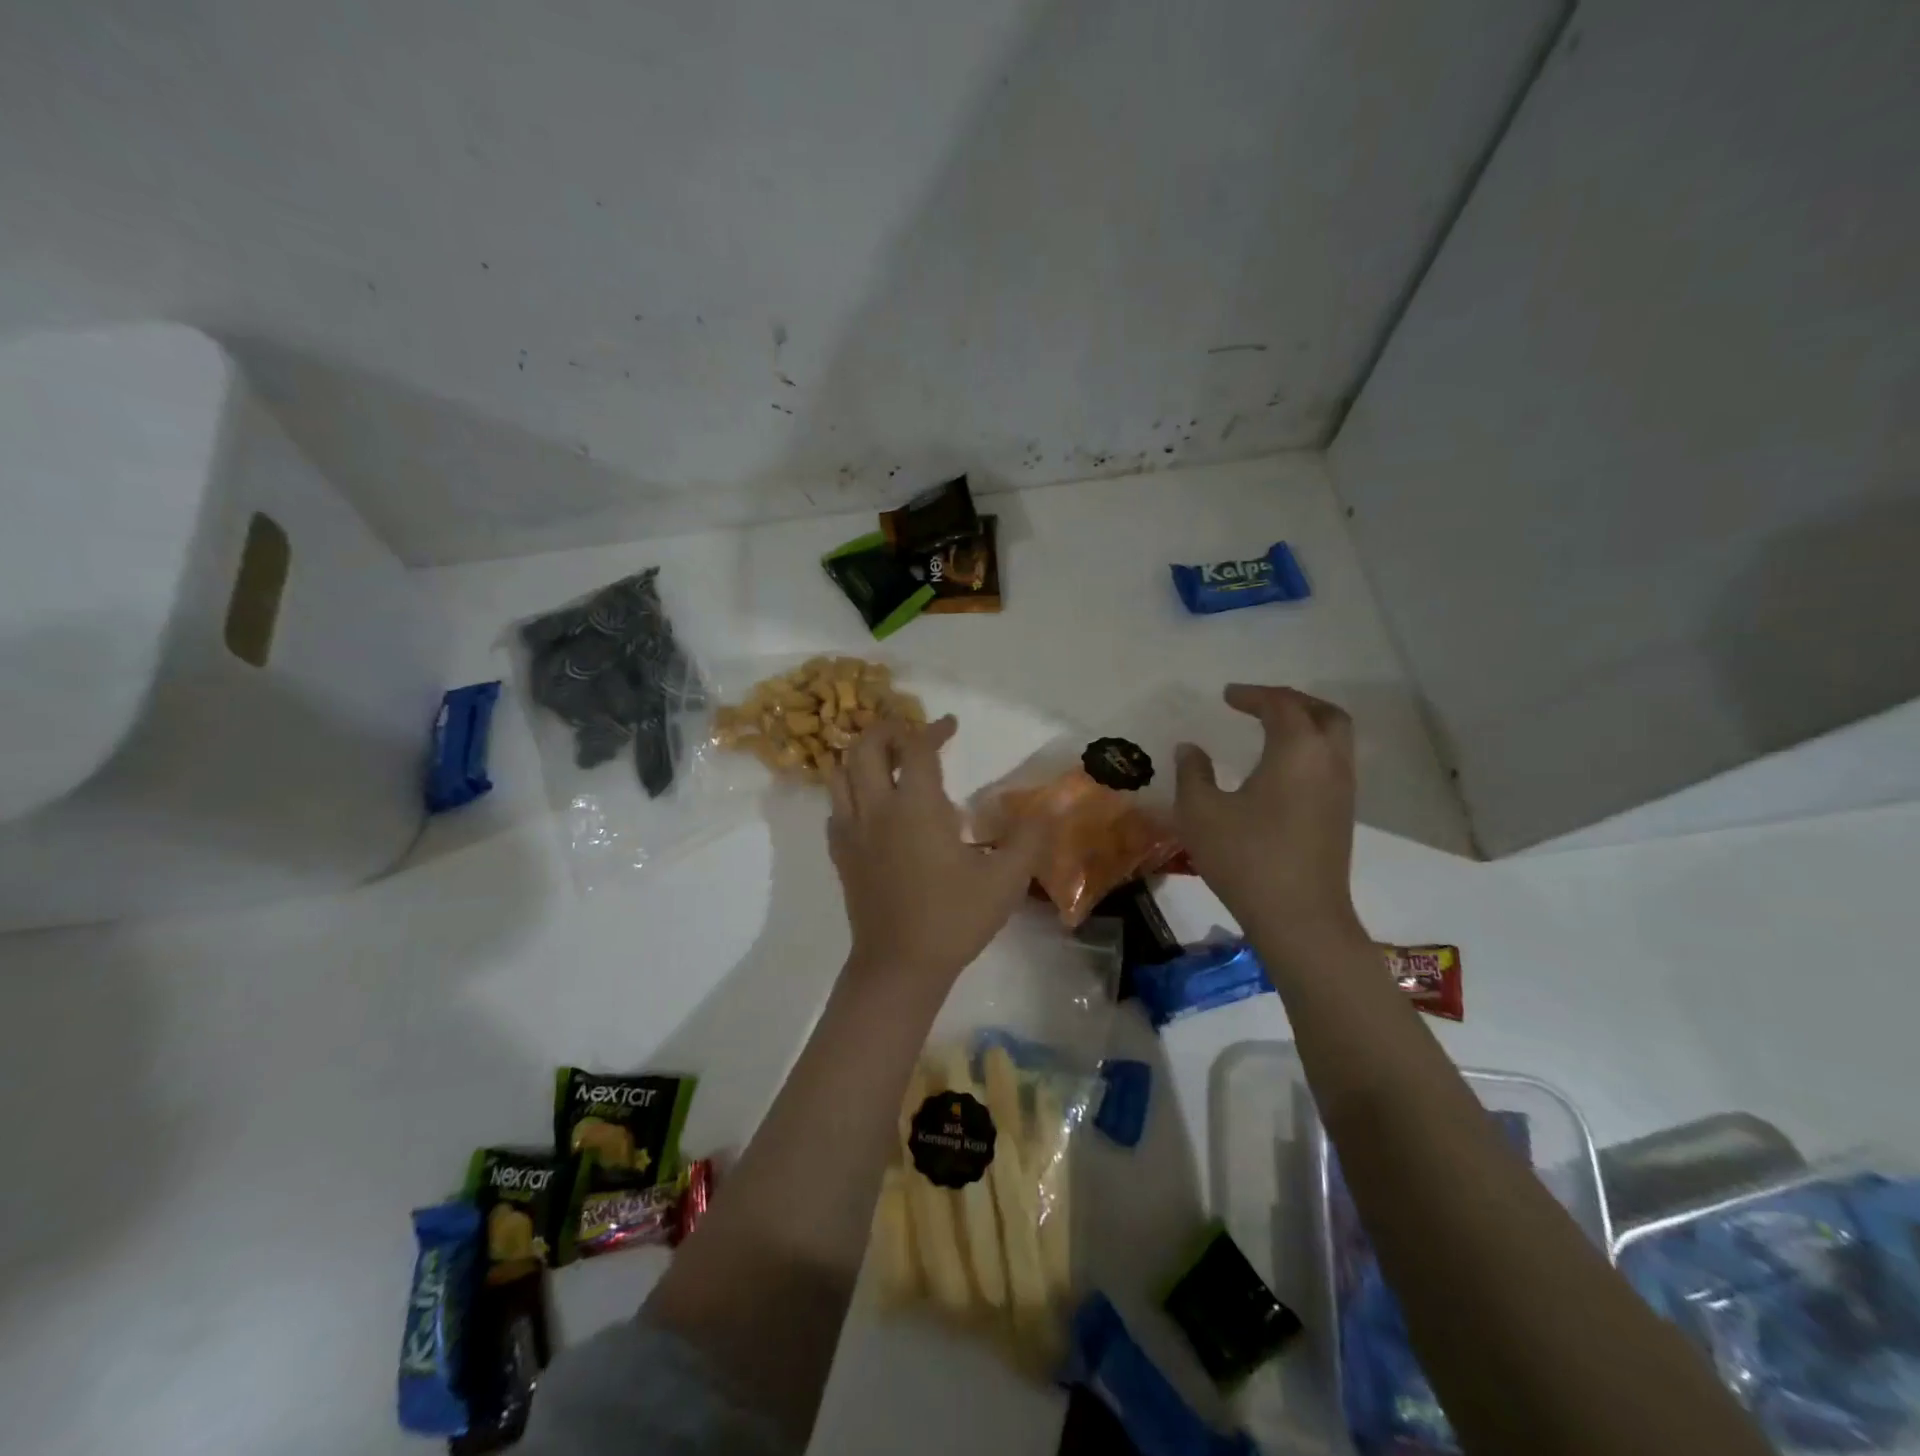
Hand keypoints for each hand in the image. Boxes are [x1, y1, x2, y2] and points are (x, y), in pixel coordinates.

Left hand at [827, 716, 1045, 988]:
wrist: (899, 966)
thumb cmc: (954, 919)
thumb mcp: (1005, 881)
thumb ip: (1029, 838)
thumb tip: (1050, 807)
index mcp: (915, 807)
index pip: (916, 748)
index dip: (933, 730)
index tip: (950, 725)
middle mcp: (876, 809)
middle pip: (864, 748)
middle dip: (886, 730)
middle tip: (911, 734)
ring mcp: (851, 832)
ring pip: (839, 774)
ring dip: (861, 757)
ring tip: (887, 761)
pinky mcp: (841, 855)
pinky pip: (836, 808)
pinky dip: (850, 793)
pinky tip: (872, 807)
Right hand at [1174, 685, 1364, 956]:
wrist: (1299, 918)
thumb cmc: (1246, 858)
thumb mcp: (1201, 812)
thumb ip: (1192, 773)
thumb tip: (1190, 749)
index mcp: (1297, 750)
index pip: (1281, 705)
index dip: (1253, 695)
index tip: (1227, 695)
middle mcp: (1328, 762)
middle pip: (1324, 713)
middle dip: (1292, 701)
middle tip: (1260, 704)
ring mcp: (1342, 791)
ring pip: (1335, 739)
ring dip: (1306, 725)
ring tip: (1271, 731)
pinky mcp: (1342, 817)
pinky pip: (1332, 764)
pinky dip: (1311, 750)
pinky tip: (1282, 770)